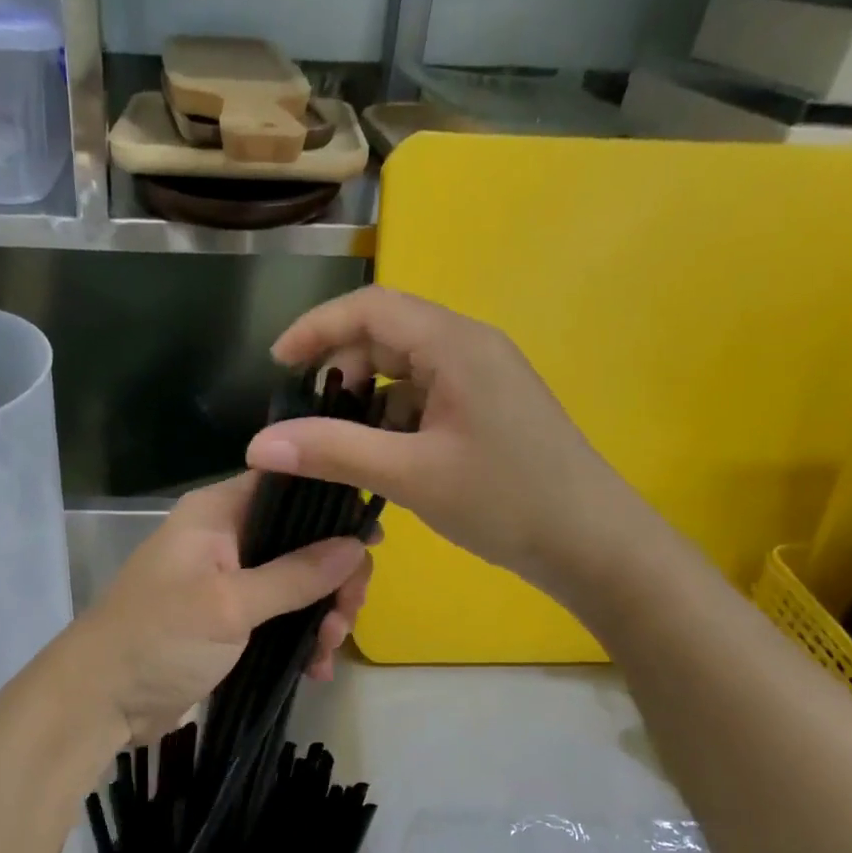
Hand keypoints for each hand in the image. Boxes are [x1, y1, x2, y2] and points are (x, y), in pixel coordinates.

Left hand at [67, 474, 371, 743]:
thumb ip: (295, 574)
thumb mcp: (230, 605)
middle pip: (300, 539)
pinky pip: (281, 617)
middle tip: (347, 615)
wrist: (100, 702)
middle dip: (333, 576)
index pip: (287, 485)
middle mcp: (225, 539)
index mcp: (217, 514)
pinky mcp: (230, 622)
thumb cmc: (159, 639)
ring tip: (329, 649)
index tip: (372, 541)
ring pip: (297, 582)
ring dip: (322, 613)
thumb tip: (356, 545)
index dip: (333, 506)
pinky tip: (316, 668)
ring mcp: (229, 582)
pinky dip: (301, 638)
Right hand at [244, 286, 649, 608]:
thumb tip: (259, 444)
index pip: (370, 308)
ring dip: (364, 401)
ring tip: (336, 446)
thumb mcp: (410, 475)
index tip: (275, 366)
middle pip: (385, 336)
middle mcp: (469, 349)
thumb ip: (332, 452)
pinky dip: (391, 422)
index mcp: (455, 345)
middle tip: (305, 419)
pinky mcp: (486, 411)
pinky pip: (424, 400)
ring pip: (403, 372)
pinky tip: (379, 462)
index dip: (315, 328)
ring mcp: (482, 381)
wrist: (592, 545)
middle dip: (338, 369)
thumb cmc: (506, 501)